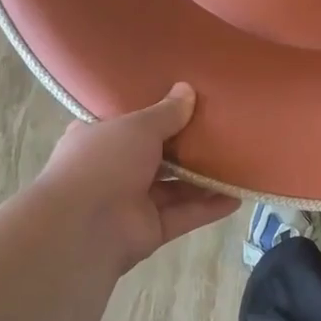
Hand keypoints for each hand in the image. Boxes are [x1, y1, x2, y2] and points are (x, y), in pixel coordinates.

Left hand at [34, 83, 238, 275]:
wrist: (83, 228)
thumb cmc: (103, 162)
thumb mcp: (137, 126)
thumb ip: (166, 112)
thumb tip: (187, 89)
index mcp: (99, 140)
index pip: (128, 124)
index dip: (154, 114)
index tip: (185, 101)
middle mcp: (114, 170)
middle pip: (157, 156)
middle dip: (186, 146)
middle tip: (222, 129)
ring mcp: (132, 203)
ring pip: (175, 187)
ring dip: (204, 178)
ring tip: (238, 161)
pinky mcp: (151, 230)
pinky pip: (185, 215)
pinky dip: (209, 207)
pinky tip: (237, 196)